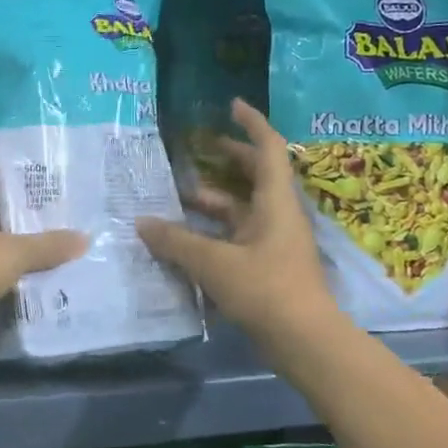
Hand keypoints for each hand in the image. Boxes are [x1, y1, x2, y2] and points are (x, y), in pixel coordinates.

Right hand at [137, 100, 338, 343]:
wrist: (305, 342)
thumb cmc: (265, 290)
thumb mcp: (213, 263)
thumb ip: (176, 241)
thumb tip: (142, 223)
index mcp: (274, 203)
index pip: (268, 149)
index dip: (251, 124)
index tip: (231, 106)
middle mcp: (277, 217)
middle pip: (255, 177)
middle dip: (228, 160)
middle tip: (199, 150)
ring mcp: (273, 244)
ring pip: (241, 211)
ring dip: (213, 202)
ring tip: (177, 199)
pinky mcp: (266, 268)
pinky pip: (235, 238)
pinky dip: (212, 233)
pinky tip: (184, 241)